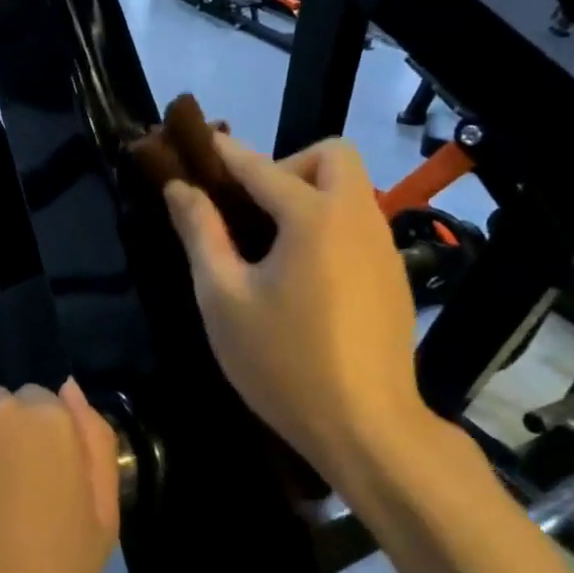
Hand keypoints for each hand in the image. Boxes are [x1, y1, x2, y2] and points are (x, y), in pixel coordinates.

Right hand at [162, 134, 428, 489]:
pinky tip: (303, 276)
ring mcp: (383, 247)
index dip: (224, 152)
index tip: (197, 143)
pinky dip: (328, 225)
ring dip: (308, 195)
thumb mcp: (223, 298)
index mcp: (313, 218)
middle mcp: (357, 218)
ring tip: (269, 244)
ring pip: (349, 190)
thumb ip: (200, 234)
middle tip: (252, 208)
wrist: (367, 429)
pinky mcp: (394, 275)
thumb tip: (180, 188)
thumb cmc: (283, 362)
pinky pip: (358, 225)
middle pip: (330, 157)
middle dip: (287, 165)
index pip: (260, 167)